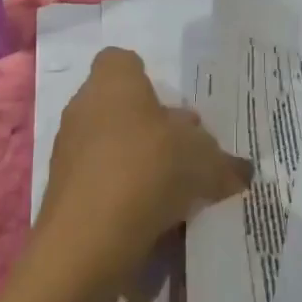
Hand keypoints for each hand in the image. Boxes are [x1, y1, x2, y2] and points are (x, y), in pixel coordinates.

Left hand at [40, 48, 250, 289]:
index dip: (145, 79)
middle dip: (149, 126)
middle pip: (119, 106)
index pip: (122, 61)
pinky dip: (120, 192)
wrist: (89, 239)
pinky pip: (99, 180)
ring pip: (108, 145)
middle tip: (183, 151)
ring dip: (135, 160)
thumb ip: (223, 161)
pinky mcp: (62, 191)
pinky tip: (149, 215)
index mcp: (114, 83)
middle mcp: (83, 108)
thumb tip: (240, 170)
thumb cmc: (149, 170)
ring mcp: (68, 150)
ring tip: (172, 189)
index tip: (170, 108)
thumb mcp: (205, 161)